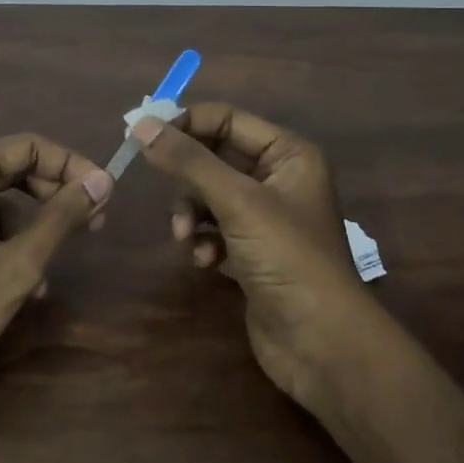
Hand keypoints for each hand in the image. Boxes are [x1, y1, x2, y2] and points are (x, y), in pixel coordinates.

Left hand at [0, 134, 113, 387]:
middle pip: (11, 169)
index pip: (29, 146)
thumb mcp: (19, 264)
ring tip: (47, 275)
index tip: (105, 196)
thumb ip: (63, 217)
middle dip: (53, 198)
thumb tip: (103, 181)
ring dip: (28, 230)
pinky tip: (17, 283)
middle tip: (92, 226)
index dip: (73, 167)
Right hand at [132, 104, 376, 405]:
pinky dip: (203, 241)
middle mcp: (277, 178)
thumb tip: (141, 124)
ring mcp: (264, 217)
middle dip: (187, 179)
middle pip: (213, 157)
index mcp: (287, 154)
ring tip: (186, 238)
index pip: (226, 119)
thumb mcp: (237, 202)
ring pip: (207, 195)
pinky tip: (205, 262)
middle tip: (160, 188)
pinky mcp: (251, 251)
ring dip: (190, 214)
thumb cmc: (288, 258)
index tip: (143, 136)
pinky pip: (212, 229)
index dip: (185, 123)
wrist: (322, 343)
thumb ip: (188, 161)